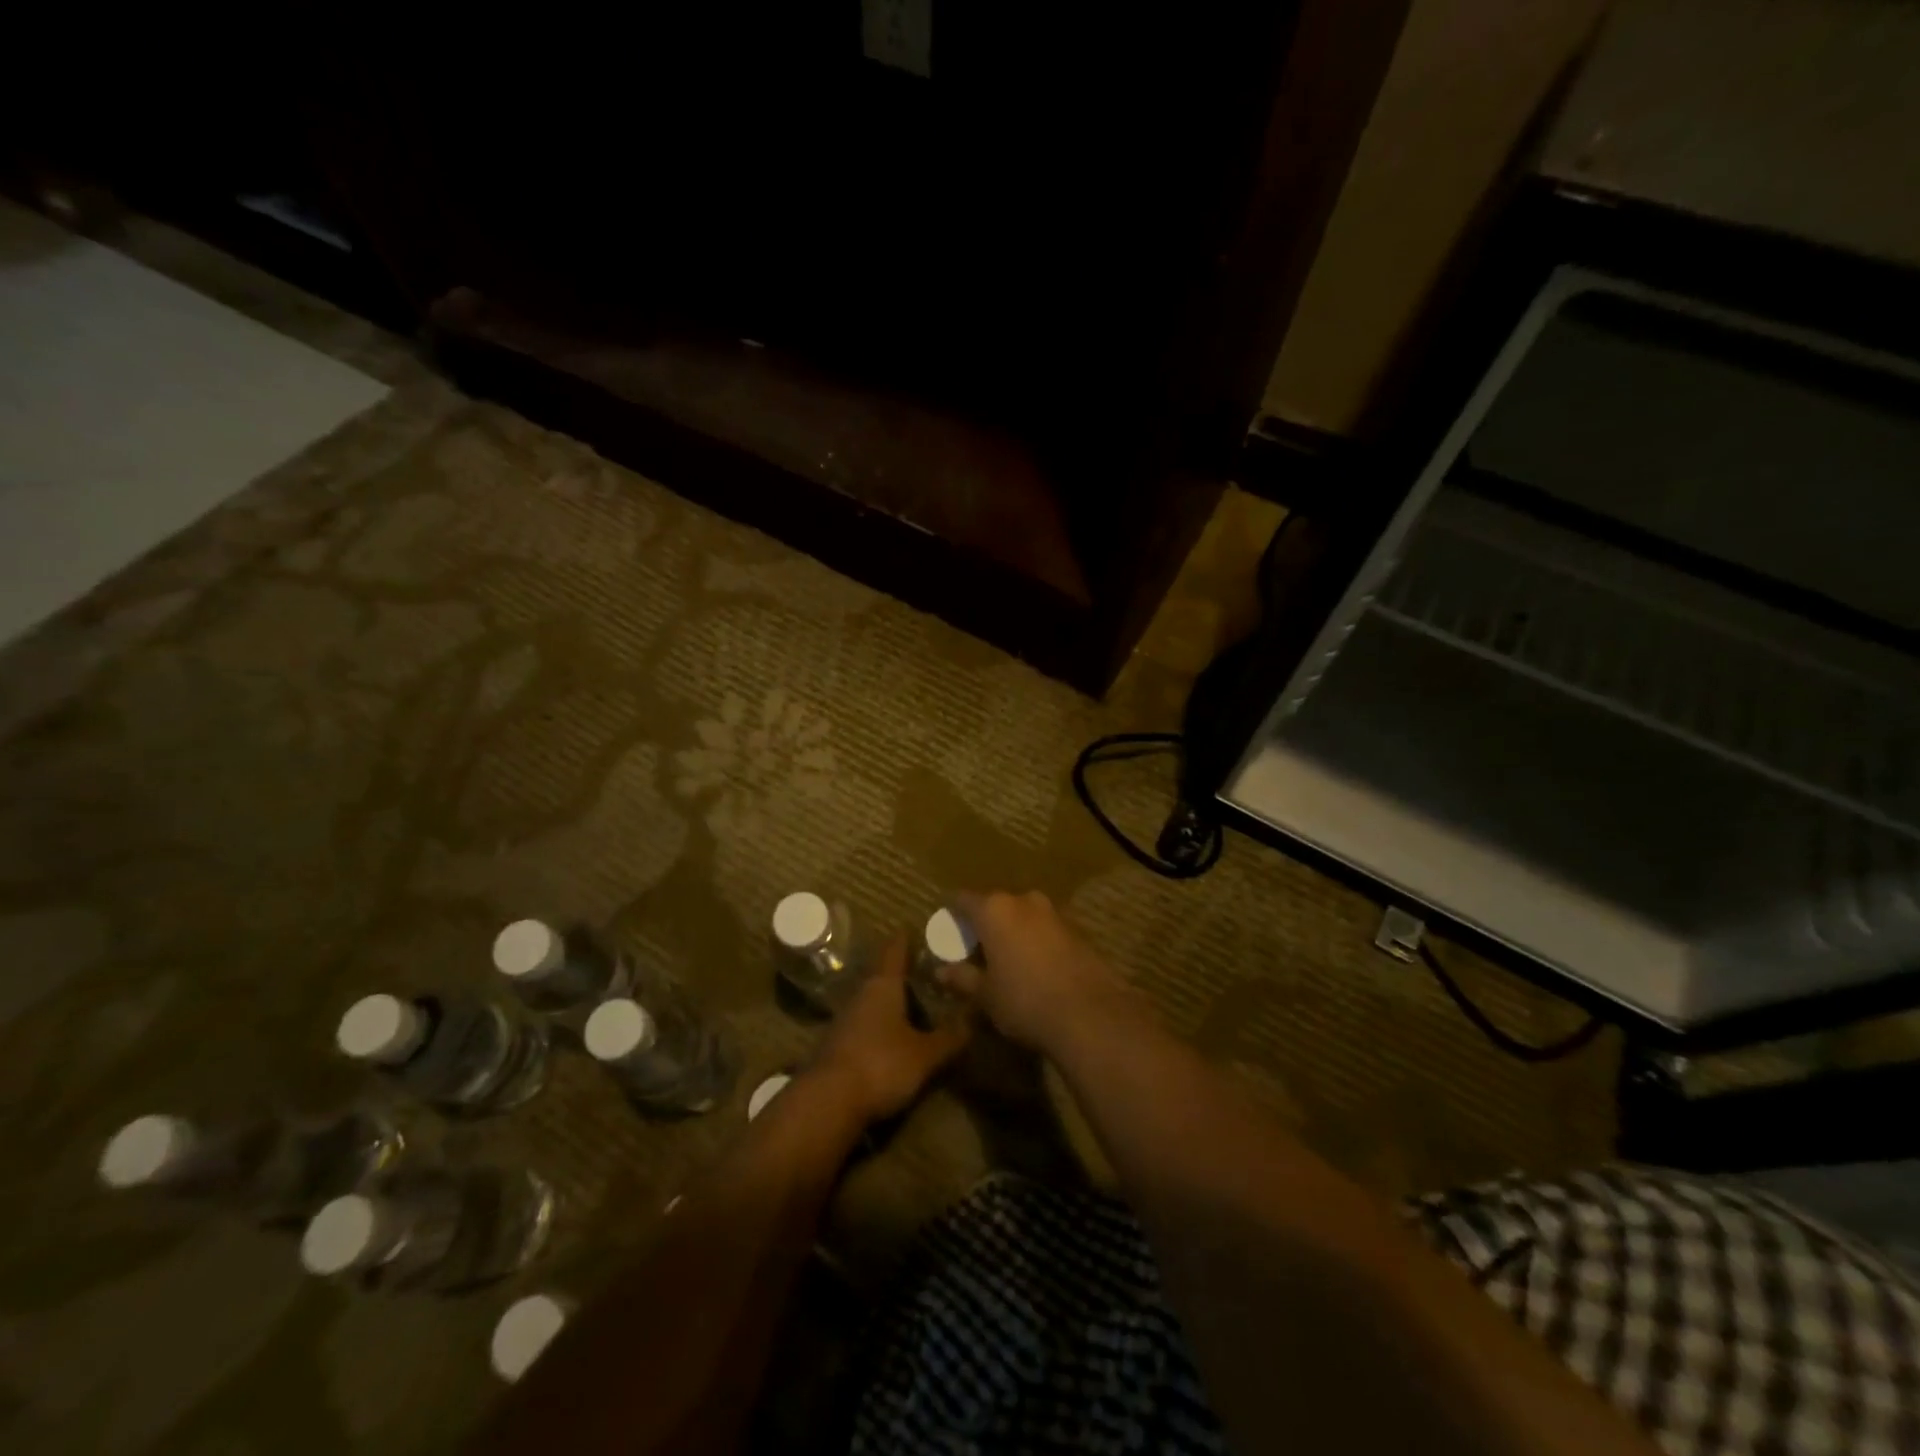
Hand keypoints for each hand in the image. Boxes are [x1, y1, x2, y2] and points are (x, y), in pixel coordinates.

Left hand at [812, 935, 969, 1123]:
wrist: (827, 1103)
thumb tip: (975, 1018)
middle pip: (882, 978)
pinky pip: (863, 1029)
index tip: (911, 928)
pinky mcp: (836, 1048)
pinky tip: (892, 1041)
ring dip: (890, 1005)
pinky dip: (879, 1029)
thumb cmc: (881, 1064)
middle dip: (902, 976)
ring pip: (871, 1004)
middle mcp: (861, 996)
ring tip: (913, 1008)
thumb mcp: (925, 1054)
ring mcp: (844, 1022)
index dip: (904, 940)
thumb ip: (949, 1038)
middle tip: (925, 973)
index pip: (894, 952)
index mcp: (883, 986)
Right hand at [942, 890, 1125, 1051]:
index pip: (962, 899)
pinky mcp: (1077, 929)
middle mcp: (1024, 901)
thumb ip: (962, 978)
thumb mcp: (986, 994)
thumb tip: (941, 971)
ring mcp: (1054, 912)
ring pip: (1022, 915)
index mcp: (994, 909)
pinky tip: (1034, 966)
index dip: (951, 914)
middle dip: (983, 924)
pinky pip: (1045, 928)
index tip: (946, 931)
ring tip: (1004, 960)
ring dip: (1011, 931)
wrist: (1090, 1013)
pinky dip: (1034, 940)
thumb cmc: (1024, 1000)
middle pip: (994, 905)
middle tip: (973, 950)